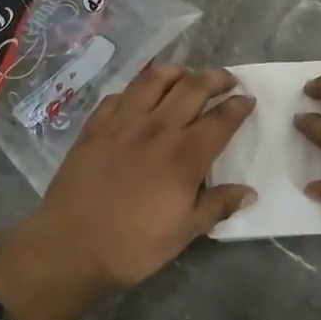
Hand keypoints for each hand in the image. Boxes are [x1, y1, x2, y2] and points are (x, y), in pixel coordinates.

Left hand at [0, 64, 255, 319]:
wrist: (70, 247)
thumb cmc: (133, 245)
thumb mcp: (184, 232)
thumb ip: (217, 206)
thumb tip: (249, 192)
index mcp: (185, 156)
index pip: (221, 119)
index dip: (238, 106)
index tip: (248, 100)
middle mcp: (157, 129)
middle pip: (192, 87)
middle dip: (216, 78)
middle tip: (227, 81)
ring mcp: (122, 123)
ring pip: (154, 79)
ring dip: (177, 72)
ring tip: (187, 76)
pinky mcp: (95, 126)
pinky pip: (120, 95)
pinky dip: (137, 90)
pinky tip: (140, 98)